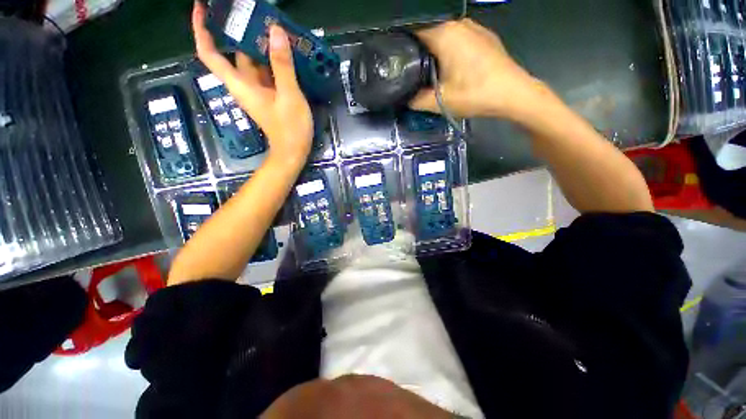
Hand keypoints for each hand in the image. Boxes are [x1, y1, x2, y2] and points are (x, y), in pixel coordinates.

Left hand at [192, 3, 312, 167]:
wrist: (293, 152)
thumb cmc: (290, 129)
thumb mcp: (289, 96)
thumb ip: (282, 66)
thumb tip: (275, 31)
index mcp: (241, 84)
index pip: (210, 54)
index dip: (202, 29)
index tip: (203, 8)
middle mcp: (244, 85)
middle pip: (234, 52)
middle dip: (240, 30)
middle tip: (254, 11)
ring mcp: (257, 91)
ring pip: (252, 61)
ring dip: (260, 44)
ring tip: (274, 26)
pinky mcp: (269, 96)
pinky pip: (265, 72)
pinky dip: (272, 60)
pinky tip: (284, 51)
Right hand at [410, 19, 541, 119]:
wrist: (512, 93)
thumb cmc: (475, 94)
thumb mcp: (439, 102)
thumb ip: (416, 100)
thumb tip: (405, 97)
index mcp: (444, 33)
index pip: (413, 31)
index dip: (402, 46)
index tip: (396, 62)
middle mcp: (458, 23)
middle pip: (428, 32)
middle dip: (418, 51)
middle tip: (411, 72)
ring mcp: (473, 27)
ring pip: (444, 35)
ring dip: (434, 52)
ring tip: (429, 72)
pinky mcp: (483, 36)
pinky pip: (458, 39)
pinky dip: (449, 50)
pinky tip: (450, 68)